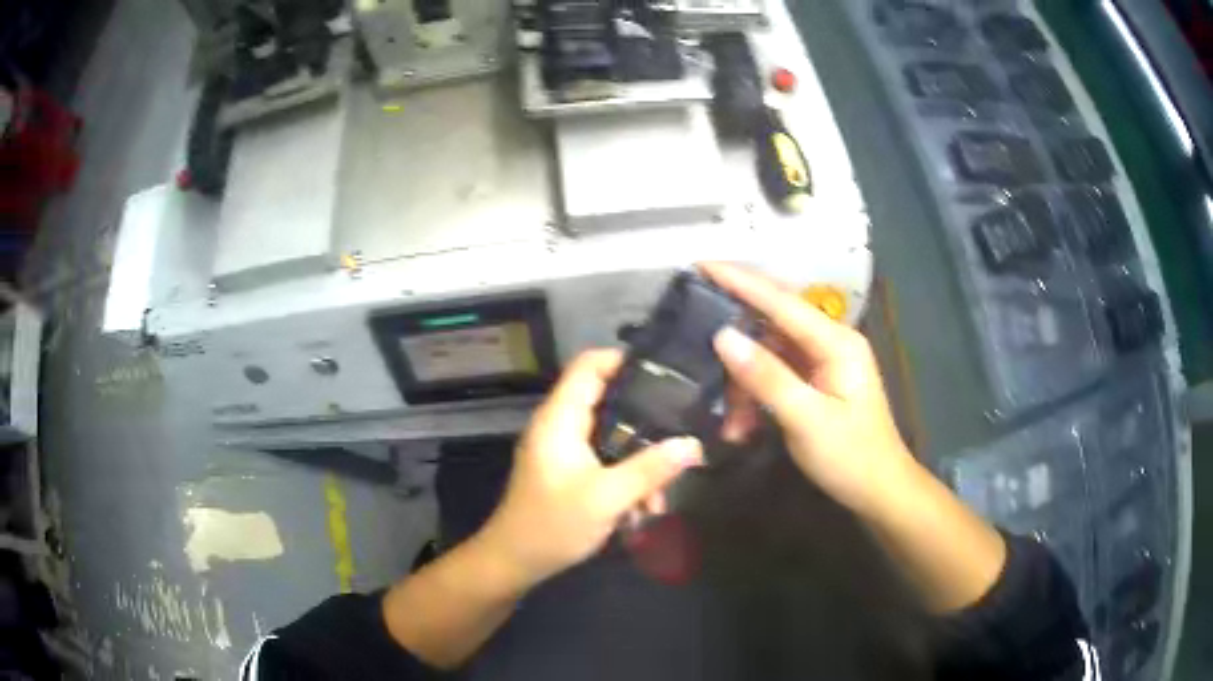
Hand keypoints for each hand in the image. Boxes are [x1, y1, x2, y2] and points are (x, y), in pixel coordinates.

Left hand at [477, 350, 704, 587]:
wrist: (514, 563)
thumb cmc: (553, 525)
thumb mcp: (607, 497)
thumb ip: (650, 468)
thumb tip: (693, 444)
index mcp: (560, 419)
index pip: (589, 365)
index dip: (624, 360)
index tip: (666, 374)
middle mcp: (561, 426)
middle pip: (608, 400)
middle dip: (646, 422)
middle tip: (681, 432)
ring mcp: (565, 450)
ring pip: (613, 437)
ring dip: (639, 462)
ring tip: (660, 497)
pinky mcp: (570, 472)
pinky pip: (606, 461)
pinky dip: (626, 479)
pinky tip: (642, 511)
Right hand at [701, 262, 915, 515]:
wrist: (879, 490)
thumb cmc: (850, 457)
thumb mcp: (806, 420)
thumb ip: (766, 376)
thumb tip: (723, 336)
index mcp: (835, 342)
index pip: (780, 300)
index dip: (739, 280)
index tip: (700, 264)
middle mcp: (829, 342)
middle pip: (770, 327)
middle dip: (736, 351)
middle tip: (702, 367)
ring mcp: (822, 362)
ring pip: (768, 356)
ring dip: (744, 387)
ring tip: (732, 425)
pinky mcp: (815, 382)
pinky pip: (775, 376)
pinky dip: (755, 398)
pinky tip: (744, 427)